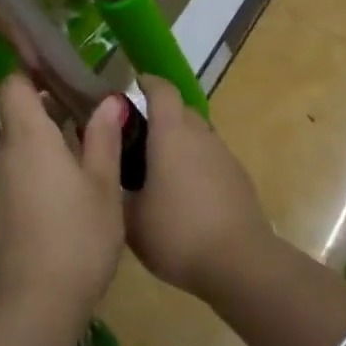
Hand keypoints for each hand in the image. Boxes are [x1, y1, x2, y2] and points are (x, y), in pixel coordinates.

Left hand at [0, 75, 125, 321]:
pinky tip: (58, 208)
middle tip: (87, 128)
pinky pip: (11, 183)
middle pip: (17, 120)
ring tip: (79, 171)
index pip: (14, 85)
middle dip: (48, 118)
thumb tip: (108, 101)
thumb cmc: (78, 238)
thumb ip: (103, 138)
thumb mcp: (104, 186)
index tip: (59, 76)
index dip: (32, 74)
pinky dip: (31, 182)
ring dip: (42, 153)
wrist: (33, 308)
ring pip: (16, 154)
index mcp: (28, 138)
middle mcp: (1, 155)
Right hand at [124, 77, 276, 301]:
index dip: (147, 83)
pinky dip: (195, 165)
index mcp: (171, 134)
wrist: (240, 263)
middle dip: (159, 115)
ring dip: (178, 142)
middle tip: (134, 137)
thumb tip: (105, 167)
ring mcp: (224, 156)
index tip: (131, 86)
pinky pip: (211, 159)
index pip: (162, 90)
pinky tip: (183, 195)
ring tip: (156, 170)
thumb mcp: (129, 217)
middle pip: (180, 110)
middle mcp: (200, 135)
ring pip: (197, 135)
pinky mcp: (239, 178)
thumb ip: (114, 185)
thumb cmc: (177, 233)